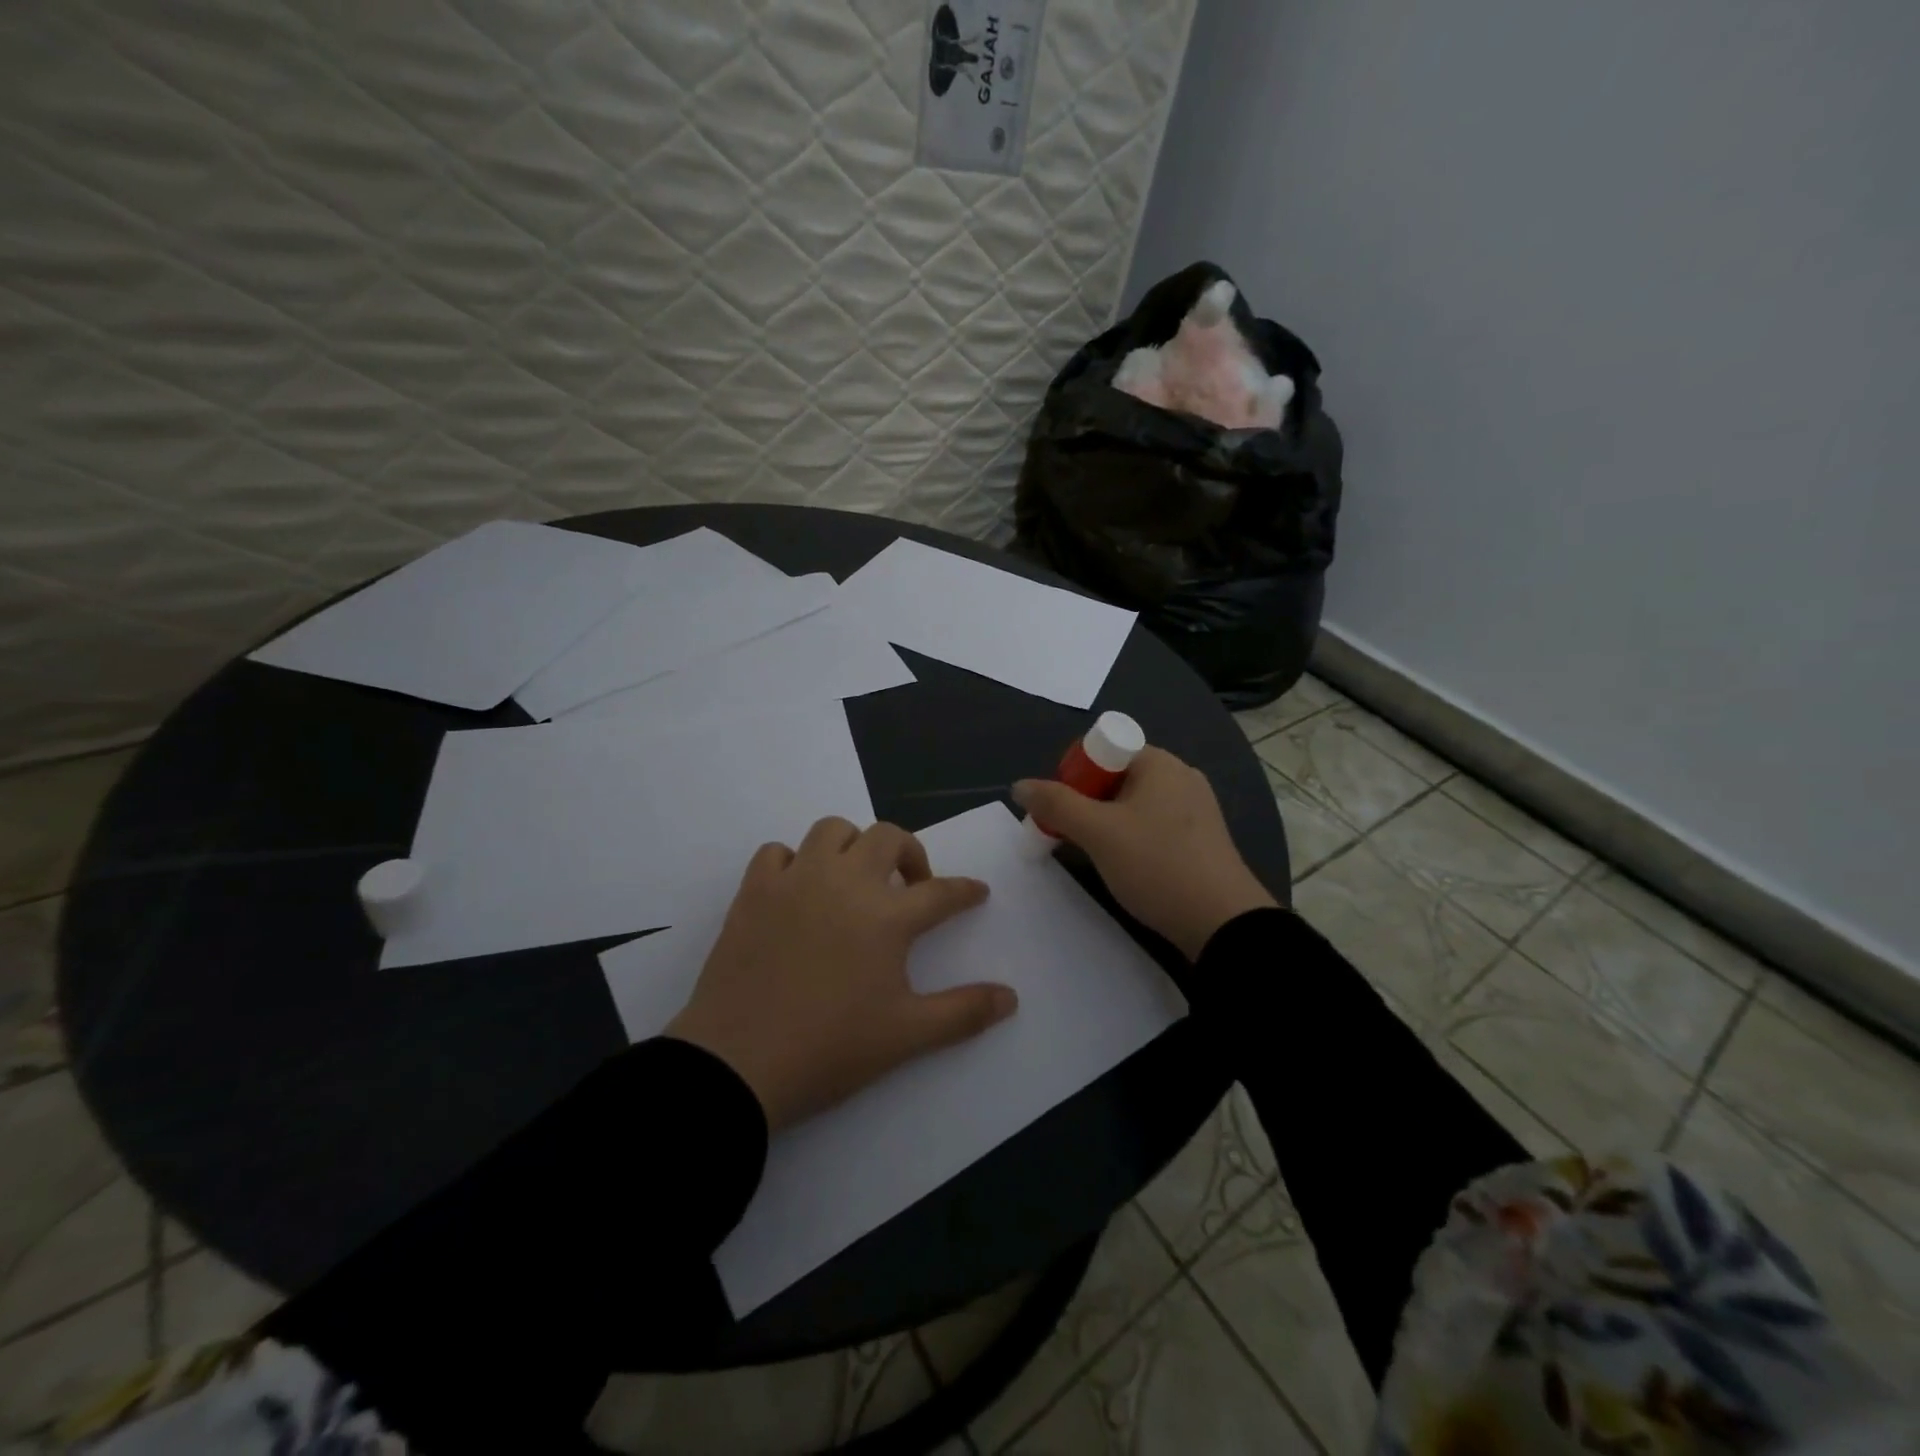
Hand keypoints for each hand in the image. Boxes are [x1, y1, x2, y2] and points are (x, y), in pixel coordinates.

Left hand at [666, 818, 1014, 1130]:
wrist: (737, 1065)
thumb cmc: (829, 1049)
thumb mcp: (907, 1036)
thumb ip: (963, 1012)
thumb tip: (1011, 997)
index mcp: (886, 916)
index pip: (941, 892)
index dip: (965, 891)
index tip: (977, 892)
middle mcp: (844, 883)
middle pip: (888, 838)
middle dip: (911, 853)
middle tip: (913, 886)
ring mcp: (795, 881)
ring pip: (832, 830)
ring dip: (854, 846)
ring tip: (856, 879)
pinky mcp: (753, 891)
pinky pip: (777, 853)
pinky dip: (793, 862)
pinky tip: (799, 891)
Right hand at [1013, 747, 1277, 960]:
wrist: (1223, 924)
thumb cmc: (1157, 866)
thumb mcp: (1098, 833)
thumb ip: (1056, 804)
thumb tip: (1020, 785)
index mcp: (1158, 762)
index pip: (1101, 750)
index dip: (1072, 775)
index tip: (1059, 811)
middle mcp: (1179, 775)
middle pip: (1114, 777)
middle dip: (1084, 802)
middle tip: (1066, 836)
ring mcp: (1195, 807)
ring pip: (1132, 804)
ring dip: (1104, 823)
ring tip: (1092, 855)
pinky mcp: (1201, 837)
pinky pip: (1152, 824)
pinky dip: (1130, 838)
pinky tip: (1124, 866)